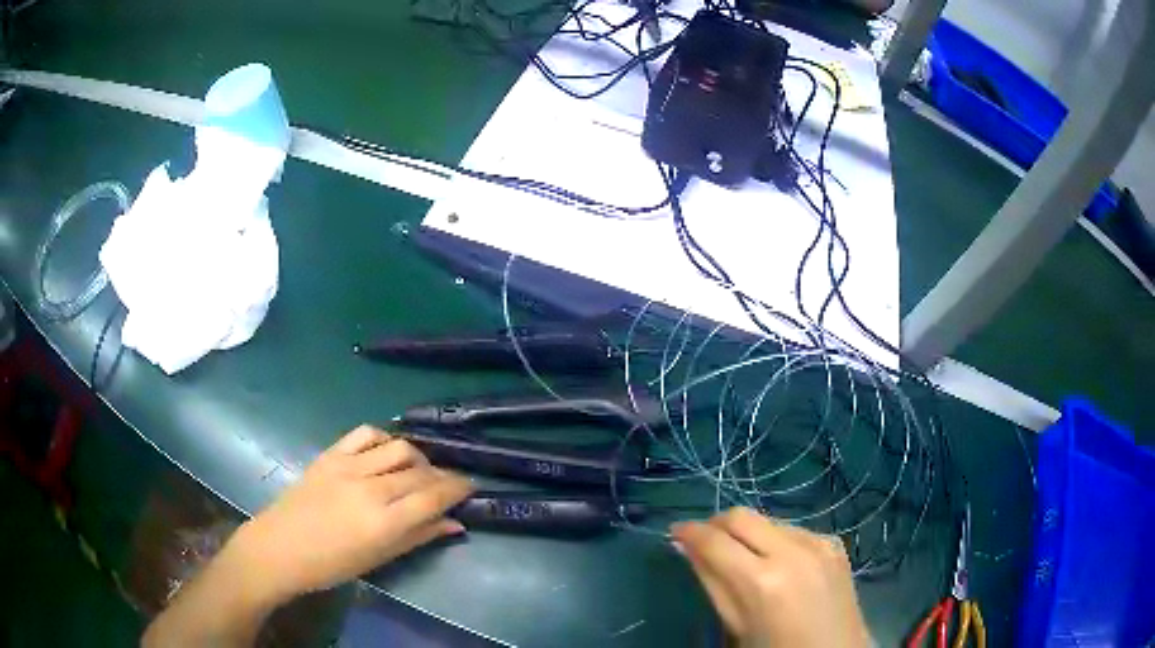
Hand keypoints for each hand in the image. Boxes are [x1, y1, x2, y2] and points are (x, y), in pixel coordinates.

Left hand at [230, 425, 474, 605]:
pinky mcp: (330, 454)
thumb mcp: (379, 558)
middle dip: (442, 476)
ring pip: (398, 448)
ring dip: (417, 457)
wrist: (280, 547)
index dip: (458, 488)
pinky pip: (365, 434)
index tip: (471, 486)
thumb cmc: (332, 565)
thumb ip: (419, 537)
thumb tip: (455, 524)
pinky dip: (384, 439)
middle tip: (448, 484)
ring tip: (418, 470)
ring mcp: (348, 466)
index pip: (434, 496)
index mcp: (384, 522)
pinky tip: (387, 452)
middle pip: (420, 472)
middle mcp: (371, 489)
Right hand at [671, 507, 869, 647]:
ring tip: (742, 558)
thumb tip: (685, 547)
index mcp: (762, 581)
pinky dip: (774, 539)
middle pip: (741, 515)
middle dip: (716, 524)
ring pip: (767, 519)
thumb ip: (711, 581)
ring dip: (747, 532)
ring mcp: (818, 542)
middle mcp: (792, 551)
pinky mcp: (833, 542)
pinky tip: (776, 563)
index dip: (689, 532)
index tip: (675, 533)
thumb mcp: (735, 624)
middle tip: (704, 542)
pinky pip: (793, 528)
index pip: (714, 540)